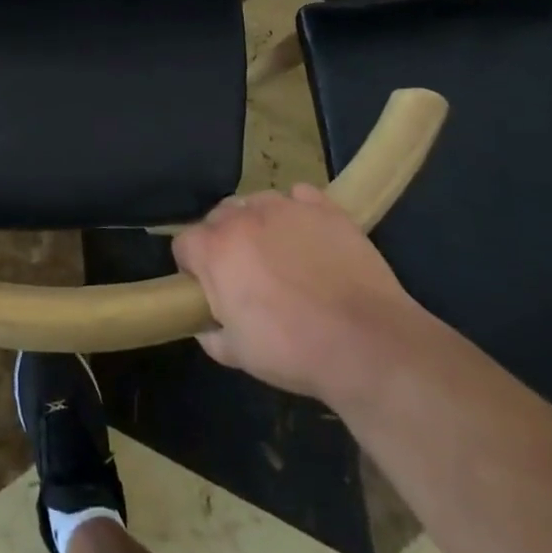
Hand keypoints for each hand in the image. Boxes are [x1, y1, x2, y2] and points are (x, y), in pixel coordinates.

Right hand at [171, 186, 421, 401]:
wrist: (368, 343)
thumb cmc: (294, 351)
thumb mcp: (239, 355)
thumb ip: (212, 335)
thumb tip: (206, 326)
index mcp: (215, 251)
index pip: (184, 242)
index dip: (192, 265)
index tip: (205, 286)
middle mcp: (244, 217)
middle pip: (218, 216)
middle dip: (223, 240)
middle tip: (244, 272)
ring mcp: (286, 207)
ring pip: (257, 202)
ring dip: (257, 223)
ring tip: (278, 253)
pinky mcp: (324, 207)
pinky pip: (299, 197)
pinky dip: (297, 212)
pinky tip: (309, 238)